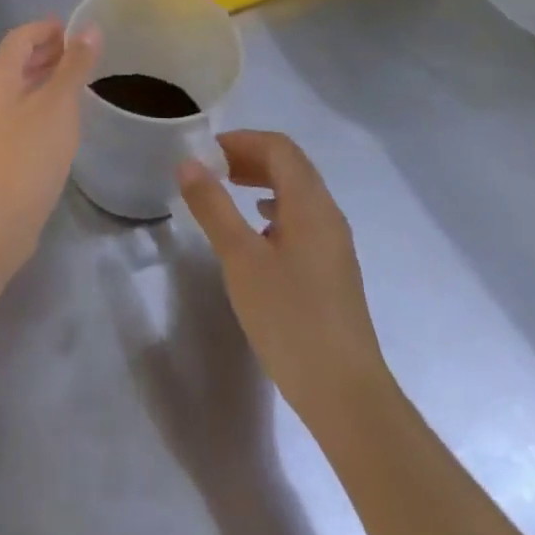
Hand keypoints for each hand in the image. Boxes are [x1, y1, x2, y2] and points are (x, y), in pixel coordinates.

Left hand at [0, 17, 99, 282]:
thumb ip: (74, 65)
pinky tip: (66, 120)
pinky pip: (23, 114)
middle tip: (86, 55)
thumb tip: (90, 28)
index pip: (21, 36)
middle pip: (19, 60)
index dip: (48, 27)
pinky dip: (44, 105)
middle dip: (49, 51)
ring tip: (81, 83)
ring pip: (21, 88)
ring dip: (48, 79)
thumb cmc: (26, 155)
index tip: (80, 30)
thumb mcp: (58, 105)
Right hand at [178, 130, 388, 427]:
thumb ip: (213, 207)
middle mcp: (328, 214)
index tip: (206, 152)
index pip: (279, 148)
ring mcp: (334, 244)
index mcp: (310, 203)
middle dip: (250, 158)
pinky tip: (255, 234)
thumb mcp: (240, 258)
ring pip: (297, 193)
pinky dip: (274, 210)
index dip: (242, 140)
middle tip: (211, 169)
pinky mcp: (332, 270)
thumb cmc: (290, 317)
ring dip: (261, 182)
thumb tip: (188, 163)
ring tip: (227, 193)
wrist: (345, 393)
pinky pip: (302, 220)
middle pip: (291, 166)